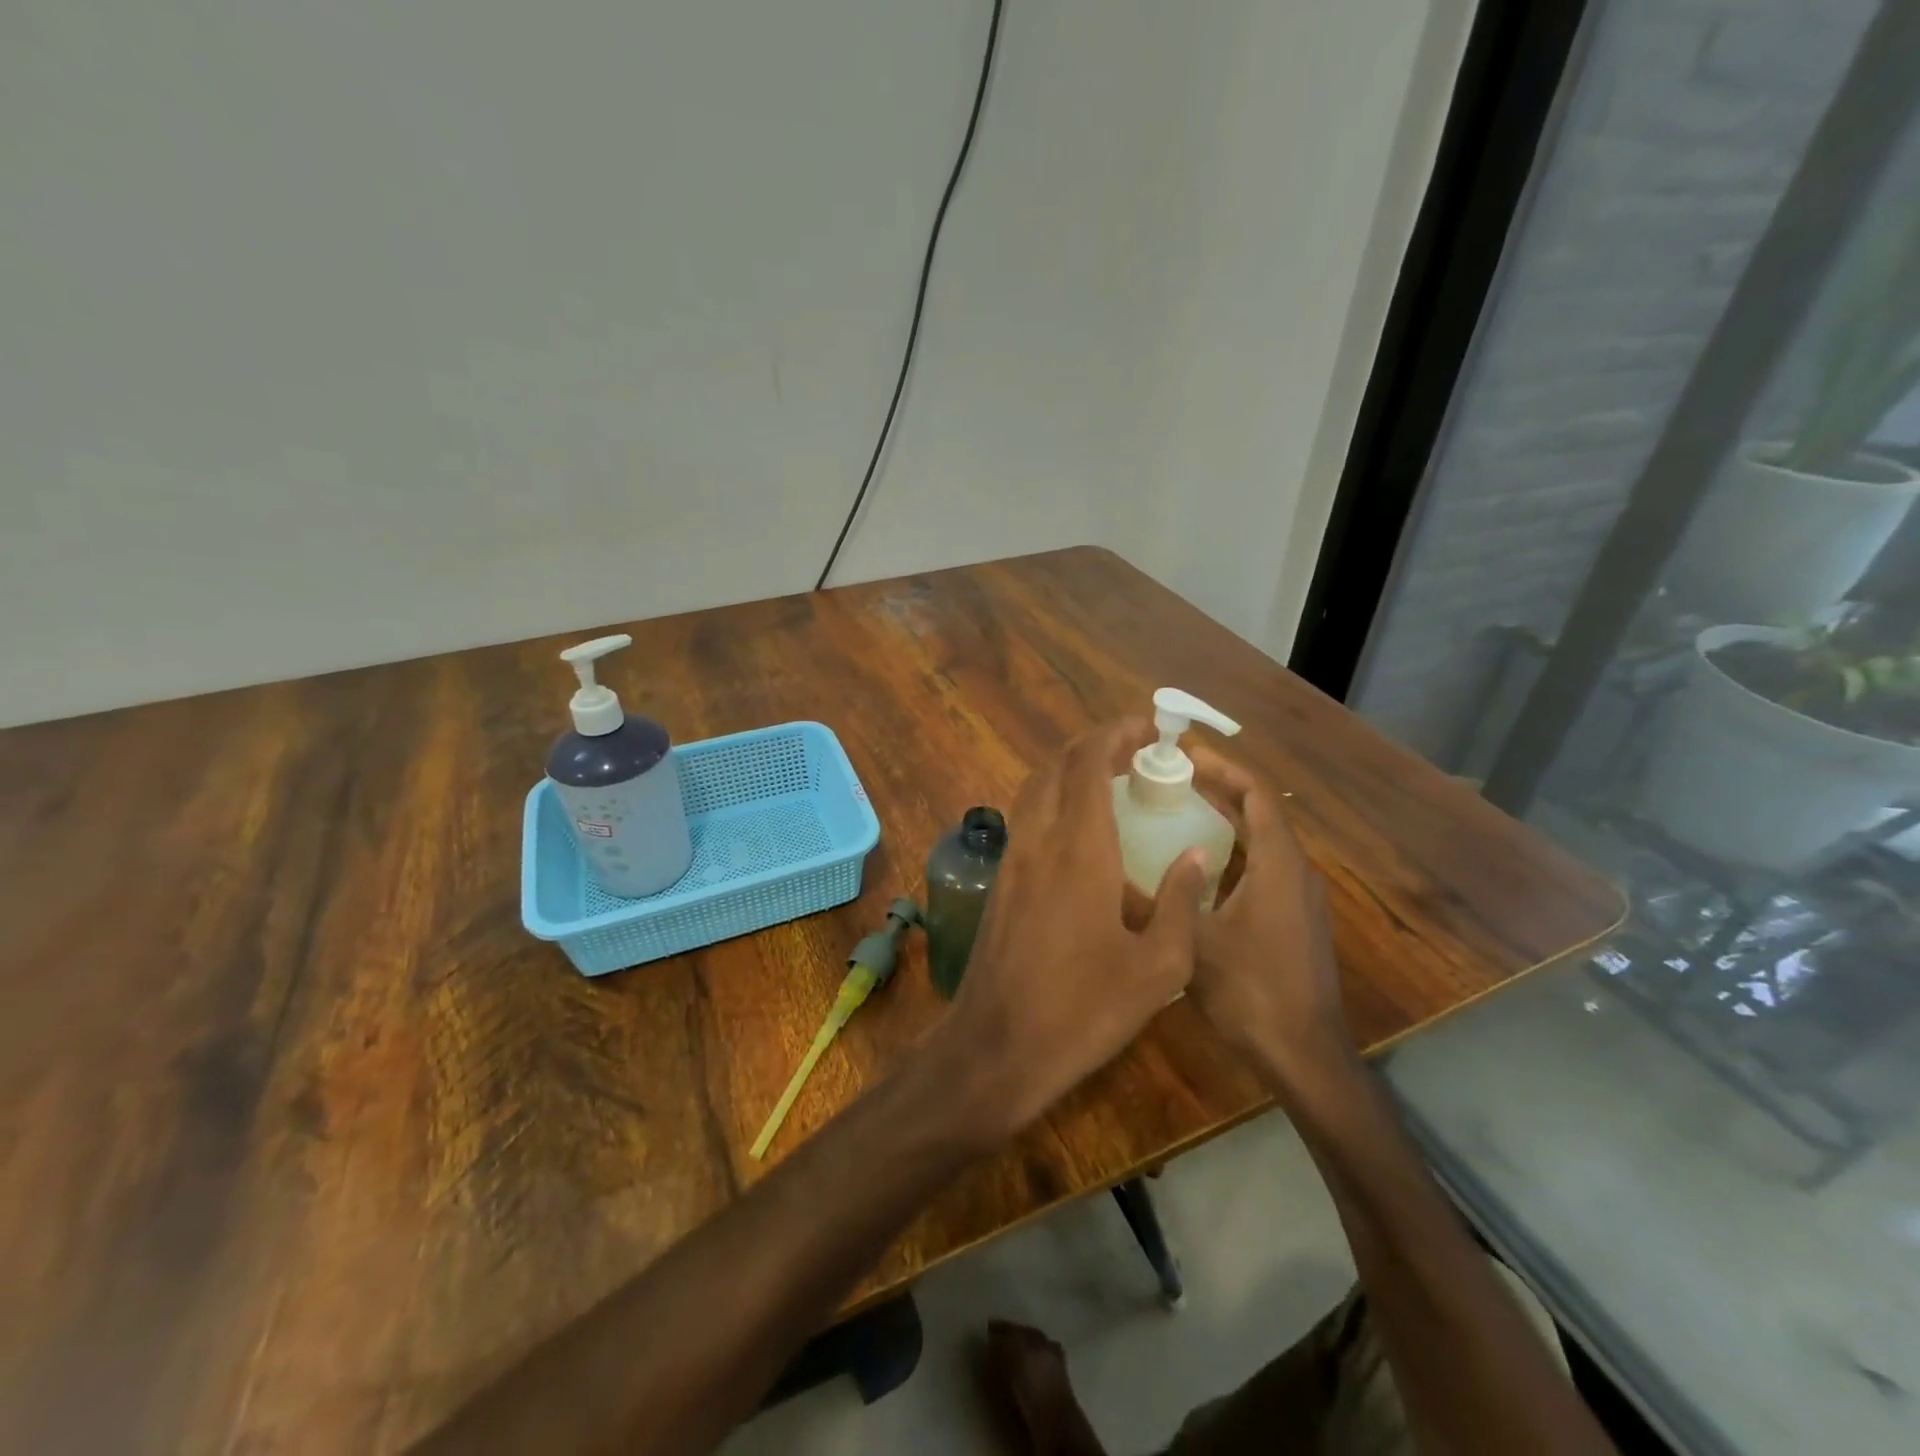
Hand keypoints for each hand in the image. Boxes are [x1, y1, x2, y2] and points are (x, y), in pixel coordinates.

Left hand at [937, 719, 1208, 1139]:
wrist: (997, 1046)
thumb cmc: (1083, 1010)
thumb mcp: (1157, 968)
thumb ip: (1181, 903)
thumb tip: (1197, 856)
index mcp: (1079, 848)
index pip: (1088, 762)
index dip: (1116, 734)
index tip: (1148, 730)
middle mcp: (1038, 839)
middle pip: (1056, 764)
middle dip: (1094, 745)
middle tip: (1135, 752)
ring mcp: (1012, 859)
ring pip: (1035, 788)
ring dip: (1070, 770)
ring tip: (1111, 781)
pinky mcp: (1000, 881)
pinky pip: (1026, 817)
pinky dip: (1053, 800)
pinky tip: (1080, 829)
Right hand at [1187, 746, 1356, 1099]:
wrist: (1304, 1054)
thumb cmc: (1251, 990)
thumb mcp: (1191, 943)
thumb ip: (1153, 903)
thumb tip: (1108, 873)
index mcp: (1278, 865)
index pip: (1256, 795)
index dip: (1223, 768)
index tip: (1185, 754)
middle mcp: (1296, 872)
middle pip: (1260, 813)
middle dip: (1219, 790)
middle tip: (1171, 779)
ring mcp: (1300, 898)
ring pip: (1262, 842)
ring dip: (1226, 821)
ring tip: (1178, 811)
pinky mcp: (1296, 920)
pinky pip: (1264, 867)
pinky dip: (1233, 852)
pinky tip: (1198, 867)